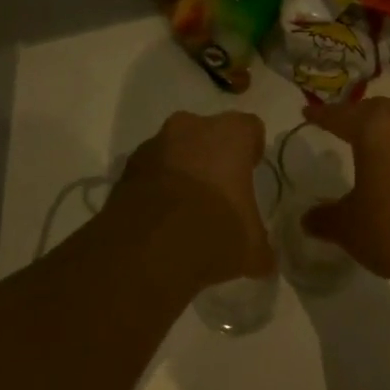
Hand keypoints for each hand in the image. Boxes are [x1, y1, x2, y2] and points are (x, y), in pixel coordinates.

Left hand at [115, 111, 274, 286]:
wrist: (147, 249)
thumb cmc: (214, 230)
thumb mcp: (251, 247)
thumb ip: (260, 247)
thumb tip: (264, 261)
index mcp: (230, 134)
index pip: (250, 128)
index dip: (251, 150)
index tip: (250, 172)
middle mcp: (191, 128)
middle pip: (208, 134)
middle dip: (213, 156)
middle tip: (219, 189)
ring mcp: (153, 146)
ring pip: (175, 150)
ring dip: (182, 170)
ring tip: (187, 209)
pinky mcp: (125, 170)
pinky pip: (150, 172)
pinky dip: (156, 188)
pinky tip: (162, 220)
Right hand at [300, 98, 389, 287]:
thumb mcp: (349, 228)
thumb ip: (325, 218)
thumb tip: (308, 218)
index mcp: (375, 128)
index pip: (341, 115)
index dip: (322, 115)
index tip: (308, 113)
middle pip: (375, 110)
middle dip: (355, 116)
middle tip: (339, 125)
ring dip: (384, 128)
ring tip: (369, 144)